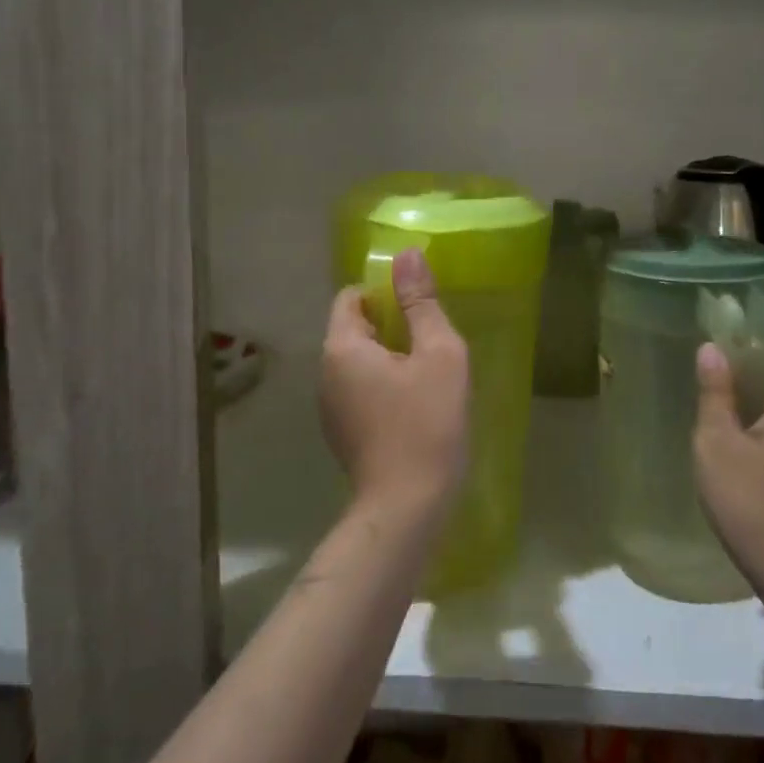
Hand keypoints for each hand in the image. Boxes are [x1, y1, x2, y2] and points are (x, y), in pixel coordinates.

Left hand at [319, 246, 469, 517]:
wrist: (406, 507)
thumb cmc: (427, 423)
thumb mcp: (438, 354)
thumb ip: (421, 303)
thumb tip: (408, 254)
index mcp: (342, 347)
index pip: (351, 296)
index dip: (384, 291)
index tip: (420, 306)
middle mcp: (325, 373)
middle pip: (354, 328)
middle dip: (391, 325)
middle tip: (433, 340)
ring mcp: (329, 407)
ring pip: (358, 361)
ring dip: (390, 357)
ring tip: (429, 373)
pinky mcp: (341, 433)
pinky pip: (360, 390)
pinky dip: (384, 385)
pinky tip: (415, 405)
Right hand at [692, 343, 763, 592]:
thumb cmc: (754, 503)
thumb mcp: (719, 444)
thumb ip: (715, 393)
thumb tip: (712, 348)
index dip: (763, 346)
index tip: (728, 351)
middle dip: (753, 376)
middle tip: (712, 381)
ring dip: (755, 407)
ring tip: (716, 413)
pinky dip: (763, 434)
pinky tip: (734, 452)